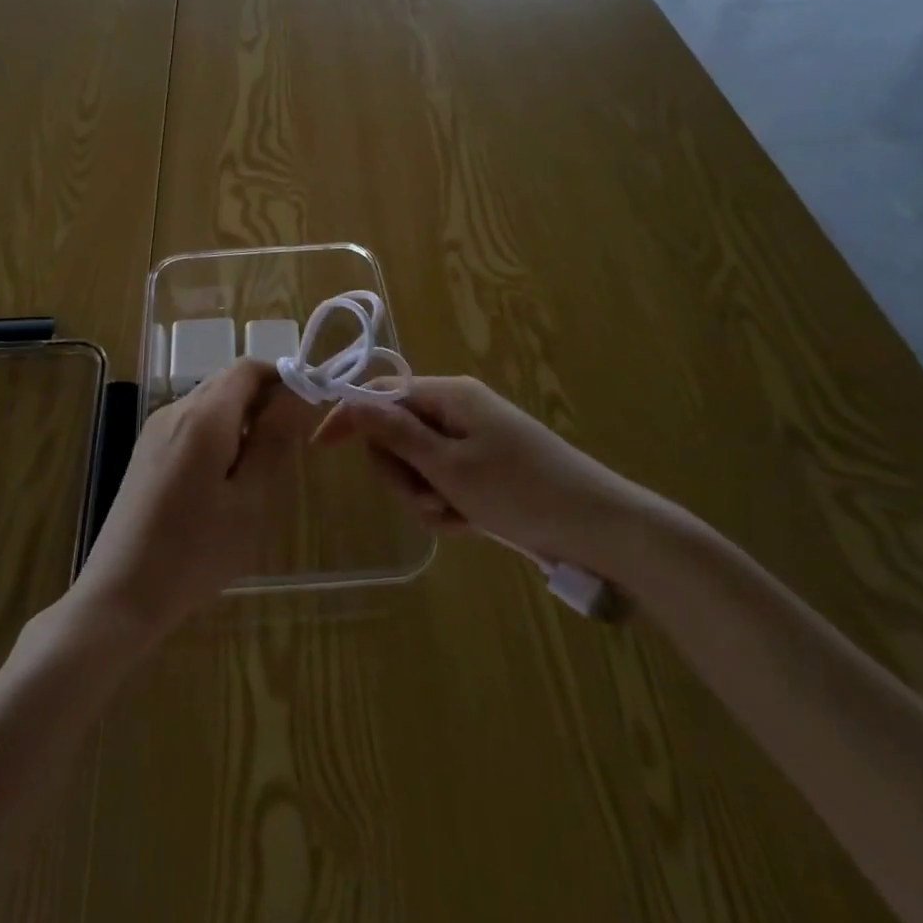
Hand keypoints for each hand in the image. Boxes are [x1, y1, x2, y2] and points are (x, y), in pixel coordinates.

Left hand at [66, 360, 305, 650]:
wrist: (121, 594)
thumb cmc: (196, 552)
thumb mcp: (250, 500)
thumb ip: (274, 440)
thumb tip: (296, 393)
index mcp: (203, 416)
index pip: (248, 368)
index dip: (282, 376)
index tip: (308, 406)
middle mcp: (175, 409)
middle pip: (227, 382)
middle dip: (263, 399)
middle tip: (290, 443)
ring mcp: (155, 429)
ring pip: (209, 403)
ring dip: (241, 418)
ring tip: (260, 468)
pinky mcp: (146, 451)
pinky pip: (191, 424)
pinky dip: (218, 434)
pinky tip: (224, 480)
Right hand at [315, 376, 673, 580]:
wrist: (600, 528)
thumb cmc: (519, 491)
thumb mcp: (448, 466)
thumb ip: (395, 433)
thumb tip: (349, 400)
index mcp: (449, 395)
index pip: (380, 394)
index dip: (350, 417)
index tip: (322, 448)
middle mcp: (458, 409)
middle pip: (397, 432)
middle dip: (401, 470)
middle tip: (425, 497)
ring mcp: (473, 439)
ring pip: (418, 462)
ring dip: (425, 494)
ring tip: (455, 515)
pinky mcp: (486, 468)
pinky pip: (445, 481)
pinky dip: (447, 504)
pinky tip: (470, 523)